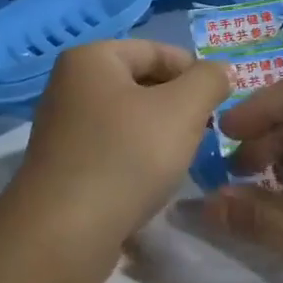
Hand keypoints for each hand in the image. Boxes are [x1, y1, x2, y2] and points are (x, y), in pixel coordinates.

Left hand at [7, 40, 229, 250]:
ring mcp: (62, 126)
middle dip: (178, 104)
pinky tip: (152, 180)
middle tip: (205, 131)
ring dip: (159, 133)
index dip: (195, 72)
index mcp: (91, 58)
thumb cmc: (127, 156)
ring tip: (181, 158)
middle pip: (141, 83)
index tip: (220, 102)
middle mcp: (70, 84)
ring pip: (128, 118)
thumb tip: (220, 71)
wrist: (65, 232)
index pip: (157, 50)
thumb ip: (209, 80)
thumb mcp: (183, 109)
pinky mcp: (63, 164)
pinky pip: (112, 147)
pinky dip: (136, 156)